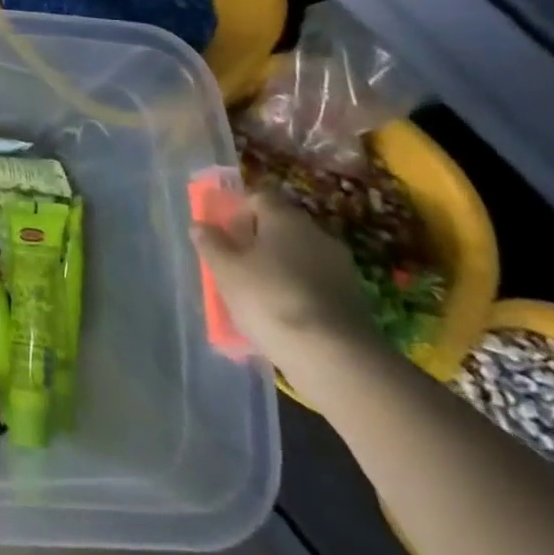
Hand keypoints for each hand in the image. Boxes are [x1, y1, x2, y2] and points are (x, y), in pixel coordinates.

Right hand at [191, 187, 378, 376]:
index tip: (223, 235)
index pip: (259, 197)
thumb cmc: (270, 299)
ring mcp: (340, 267)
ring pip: (298, 256)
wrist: (335, 357)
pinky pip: (314, 283)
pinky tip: (282, 316)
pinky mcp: (352, 299)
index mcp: (285, 218)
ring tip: (256, 295)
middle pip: (280, 227)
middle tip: (235, 265)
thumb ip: (211, 244)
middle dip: (257, 242)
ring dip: (278, 268)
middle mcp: (316, 233)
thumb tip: (200, 225)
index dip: (238, 211)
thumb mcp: (226, 270)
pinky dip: (297, 292)